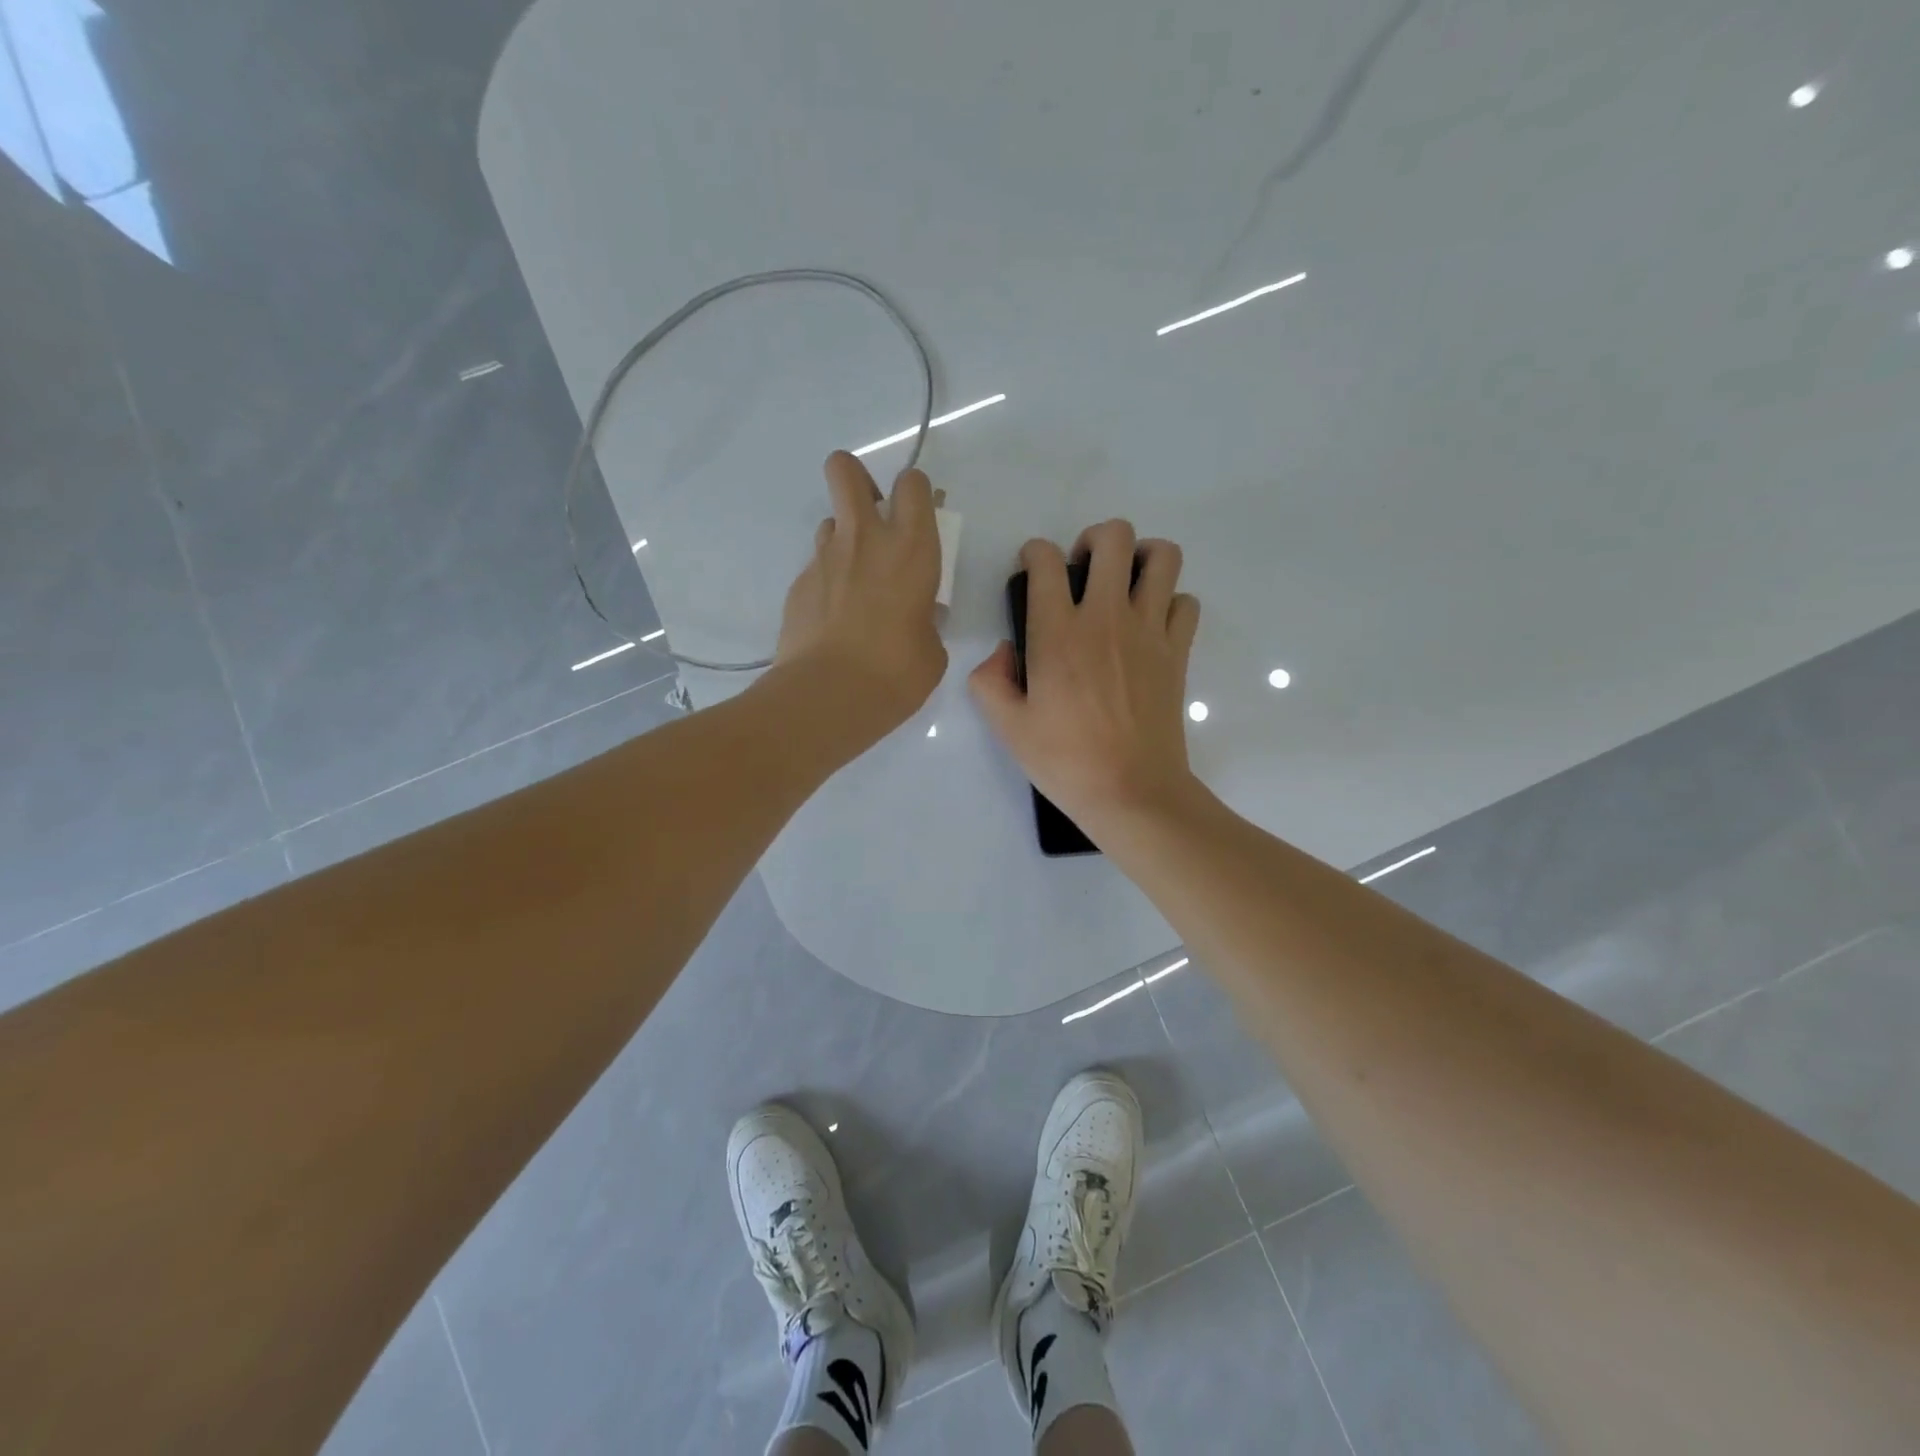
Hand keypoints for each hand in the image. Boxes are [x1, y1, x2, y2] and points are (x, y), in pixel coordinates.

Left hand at [773, 451, 946, 747]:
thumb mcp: (932, 648)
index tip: (919, 516)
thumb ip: (926, 618)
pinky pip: (816, 568)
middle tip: (871, 514)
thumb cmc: (897, 672)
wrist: (829, 696)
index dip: (915, 491)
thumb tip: (917, 615)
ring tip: (854, 581)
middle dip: (856, 478)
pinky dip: (827, 583)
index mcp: (911, 548)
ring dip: (844, 539)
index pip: (912, 484)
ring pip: (829, 522)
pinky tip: (833, 620)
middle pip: (846, 471)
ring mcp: (824, 559)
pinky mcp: (798, 585)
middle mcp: (864, 539)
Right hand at [968, 520, 1202, 835]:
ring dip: (1142, 558)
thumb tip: (1005, 651)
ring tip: (1125, 584)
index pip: (1046, 560)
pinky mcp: (1178, 651)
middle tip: (1084, 571)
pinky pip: (1185, 602)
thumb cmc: (1065, 761)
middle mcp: (1106, 617)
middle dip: (1094, 539)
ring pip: (1163, 557)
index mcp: (1057, 632)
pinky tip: (1151, 625)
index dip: (1034, 554)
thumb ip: (990, 679)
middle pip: (1115, 537)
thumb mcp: (1007, 726)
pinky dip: (1170, 602)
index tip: (1033, 571)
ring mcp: (1149, 631)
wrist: (1131, 792)